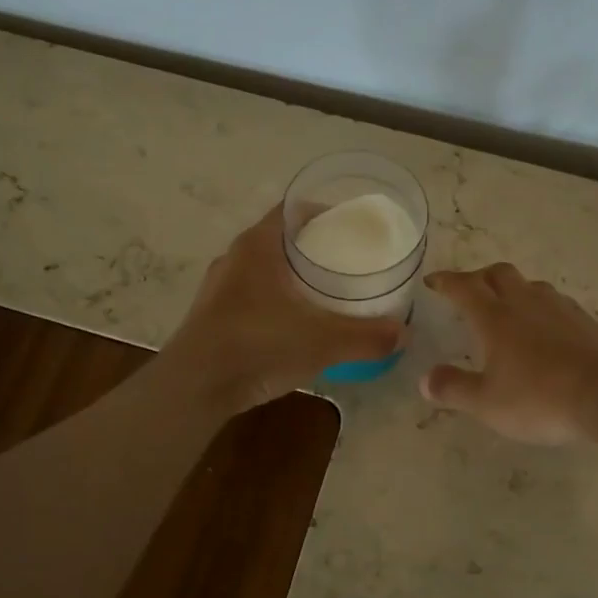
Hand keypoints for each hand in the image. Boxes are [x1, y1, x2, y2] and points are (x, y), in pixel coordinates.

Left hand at [163, 204, 406, 415]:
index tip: (354, 226)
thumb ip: (365, 336)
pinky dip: (277, 301)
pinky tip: (297, 324)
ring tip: (328, 293)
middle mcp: (235, 258)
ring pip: (266, 270)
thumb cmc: (257, 345)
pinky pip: (254, 296)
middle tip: (349, 262)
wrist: (194, 388)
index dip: (325, 212)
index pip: (294, 210)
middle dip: (315, 247)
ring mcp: (220, 288)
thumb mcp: (321, 341)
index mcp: (257, 245)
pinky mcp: (213, 316)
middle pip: (282, 239)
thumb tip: (403, 334)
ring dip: (294, 277)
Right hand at [419, 264, 597, 444]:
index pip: (464, 287)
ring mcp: (560, 308)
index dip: (445, 281)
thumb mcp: (488, 403)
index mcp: (495, 317)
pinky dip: (541, 308)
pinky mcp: (587, 321)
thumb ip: (454, 389)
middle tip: (469, 292)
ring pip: (530, 285)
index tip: (432, 281)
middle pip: (498, 273)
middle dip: (479, 277)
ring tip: (507, 309)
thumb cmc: (541, 398)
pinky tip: (545, 330)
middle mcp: (526, 302)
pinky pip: (555, 303)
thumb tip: (425, 380)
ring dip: (513, 290)